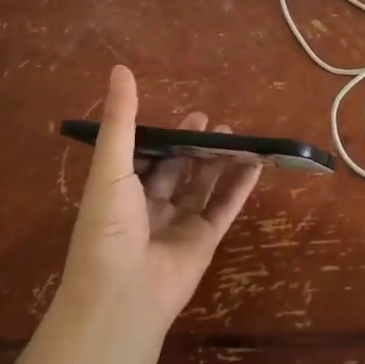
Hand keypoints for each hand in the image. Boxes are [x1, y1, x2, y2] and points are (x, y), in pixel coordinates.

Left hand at [59, 65, 262, 339]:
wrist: (122, 294)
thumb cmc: (108, 226)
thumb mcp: (110, 166)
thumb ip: (121, 119)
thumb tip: (120, 69)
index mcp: (121, 191)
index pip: (143, 157)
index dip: (162, 136)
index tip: (182, 114)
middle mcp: (149, 206)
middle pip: (176, 170)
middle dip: (193, 145)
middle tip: (212, 121)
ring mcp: (178, 225)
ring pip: (203, 186)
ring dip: (218, 161)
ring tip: (235, 134)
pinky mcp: (204, 241)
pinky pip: (225, 207)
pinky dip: (240, 186)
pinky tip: (256, 163)